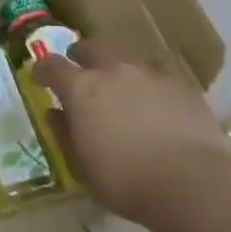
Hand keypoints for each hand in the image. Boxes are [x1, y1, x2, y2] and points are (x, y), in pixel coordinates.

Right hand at [34, 41, 230, 226]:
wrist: (191, 183)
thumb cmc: (126, 182)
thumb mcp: (82, 168)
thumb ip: (64, 135)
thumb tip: (54, 113)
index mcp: (81, 89)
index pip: (52, 66)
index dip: (42, 69)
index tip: (39, 77)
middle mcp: (111, 70)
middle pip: (89, 48)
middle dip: (80, 57)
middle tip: (80, 71)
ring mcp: (147, 72)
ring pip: (124, 56)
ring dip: (116, 67)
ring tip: (120, 85)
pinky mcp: (179, 81)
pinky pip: (157, 71)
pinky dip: (149, 79)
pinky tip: (155, 95)